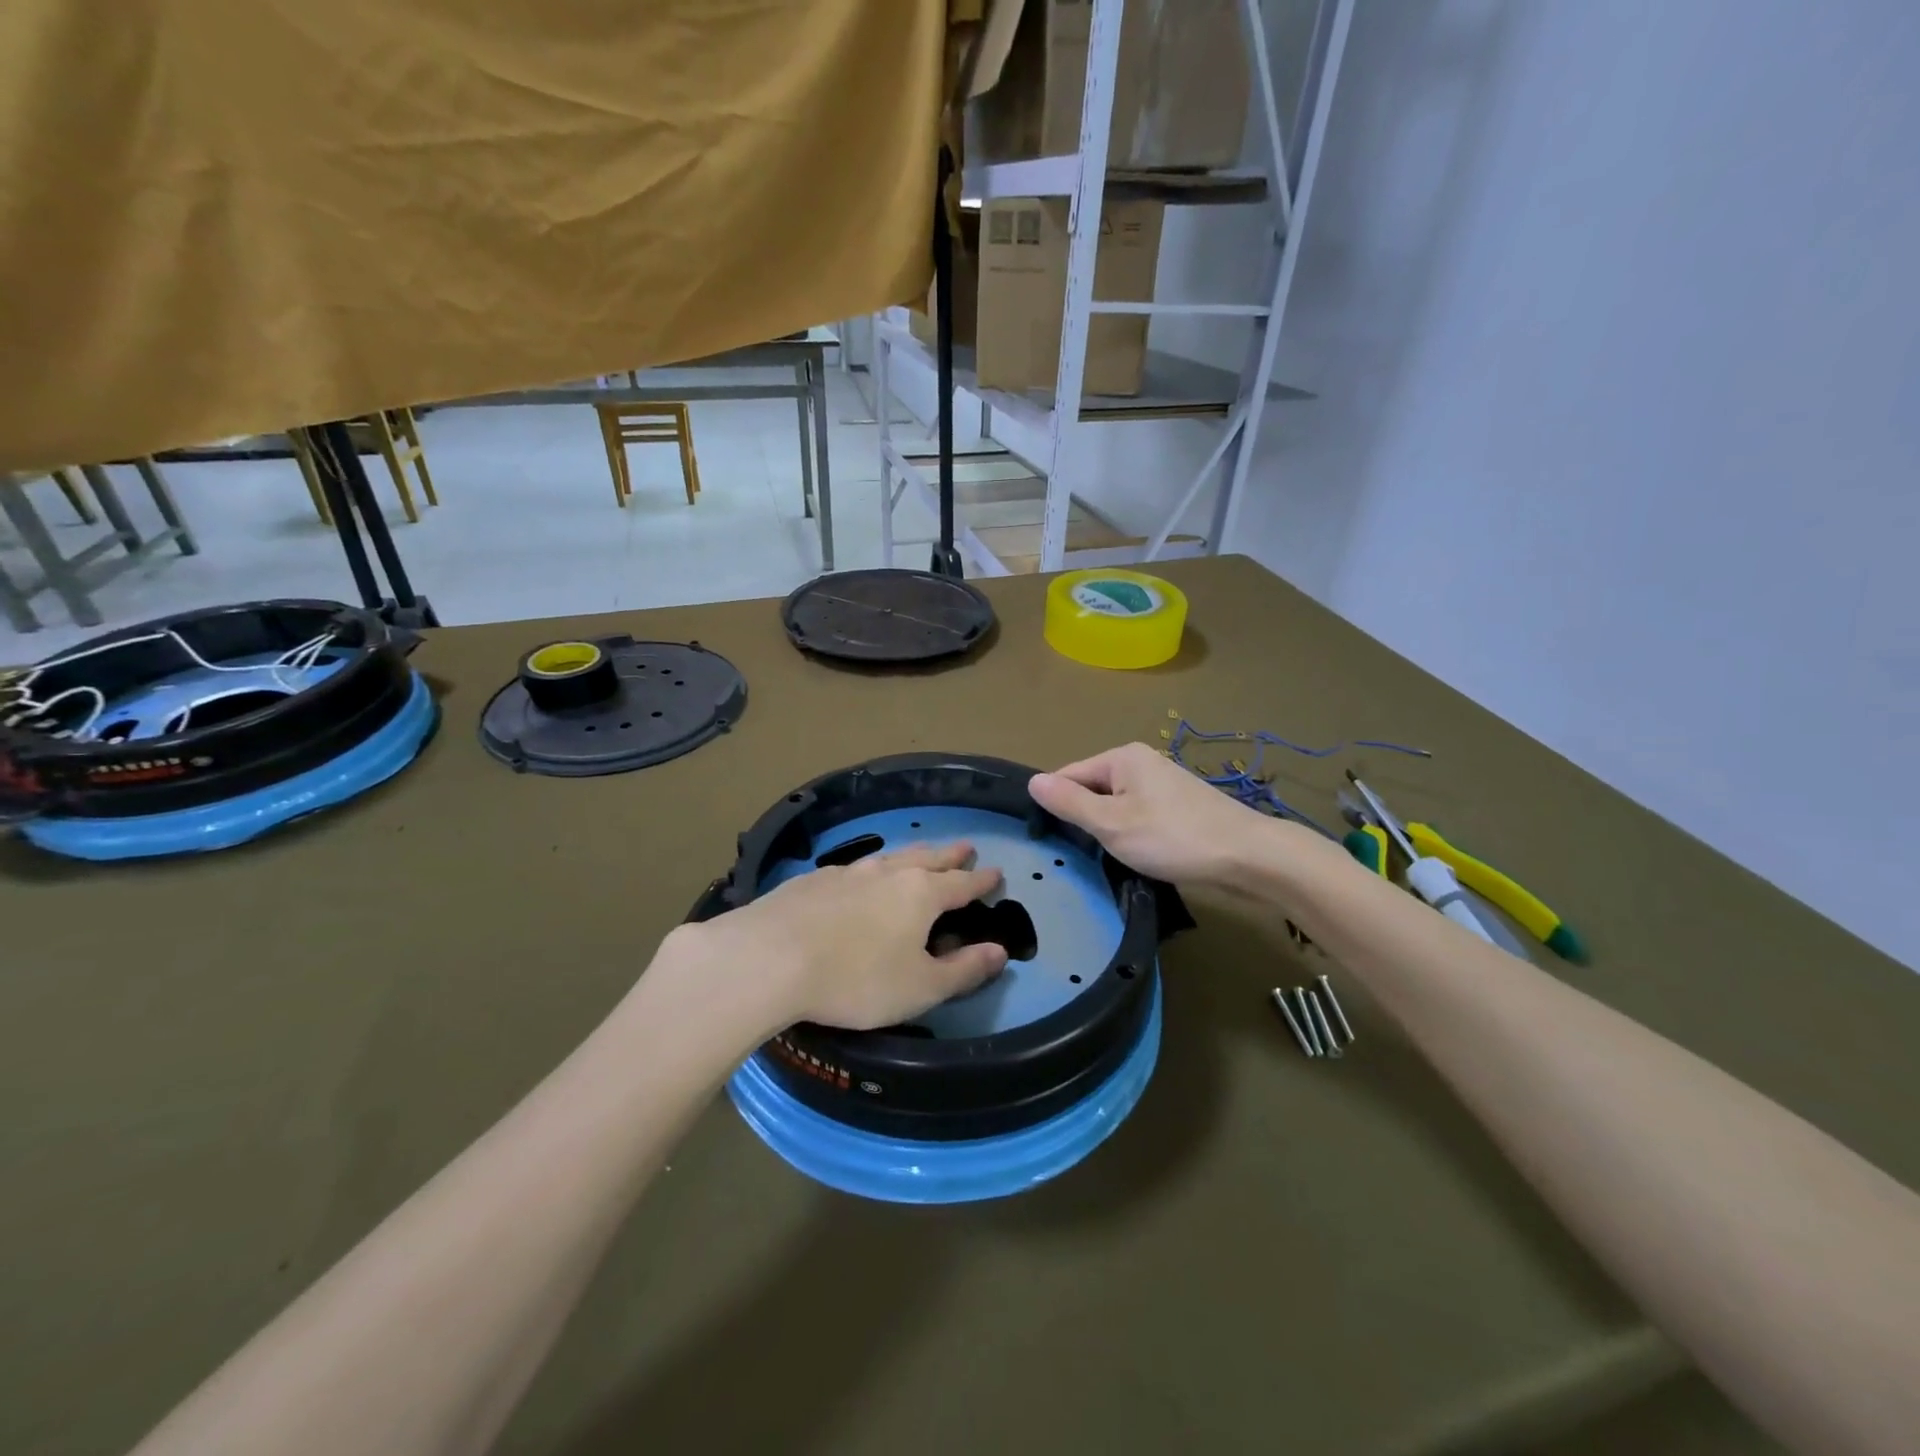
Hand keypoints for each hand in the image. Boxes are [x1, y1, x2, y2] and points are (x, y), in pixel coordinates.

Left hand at [676, 842, 1007, 1034]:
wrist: (770, 958)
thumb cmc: (856, 979)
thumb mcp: (919, 988)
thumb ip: (963, 971)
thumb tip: (1000, 952)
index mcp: (920, 895)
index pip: (961, 884)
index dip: (981, 880)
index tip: (996, 873)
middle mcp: (887, 874)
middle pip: (927, 859)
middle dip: (950, 856)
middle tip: (966, 848)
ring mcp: (847, 873)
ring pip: (889, 857)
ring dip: (911, 855)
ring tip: (920, 855)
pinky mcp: (812, 881)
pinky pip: (852, 868)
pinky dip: (869, 869)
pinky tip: (859, 877)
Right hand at [1029, 742, 1286, 888]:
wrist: (1248, 856)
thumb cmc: (1173, 837)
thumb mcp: (1111, 823)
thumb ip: (1070, 802)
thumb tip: (1032, 780)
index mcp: (1122, 757)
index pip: (1068, 775)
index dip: (1055, 806)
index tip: (1049, 840)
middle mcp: (1141, 761)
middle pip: (1093, 789)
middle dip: (1085, 820)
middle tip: (1082, 854)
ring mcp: (1163, 783)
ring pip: (1116, 805)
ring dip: (1109, 830)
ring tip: (1110, 858)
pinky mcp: (1179, 805)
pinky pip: (1138, 815)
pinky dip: (1132, 834)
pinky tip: (1138, 855)